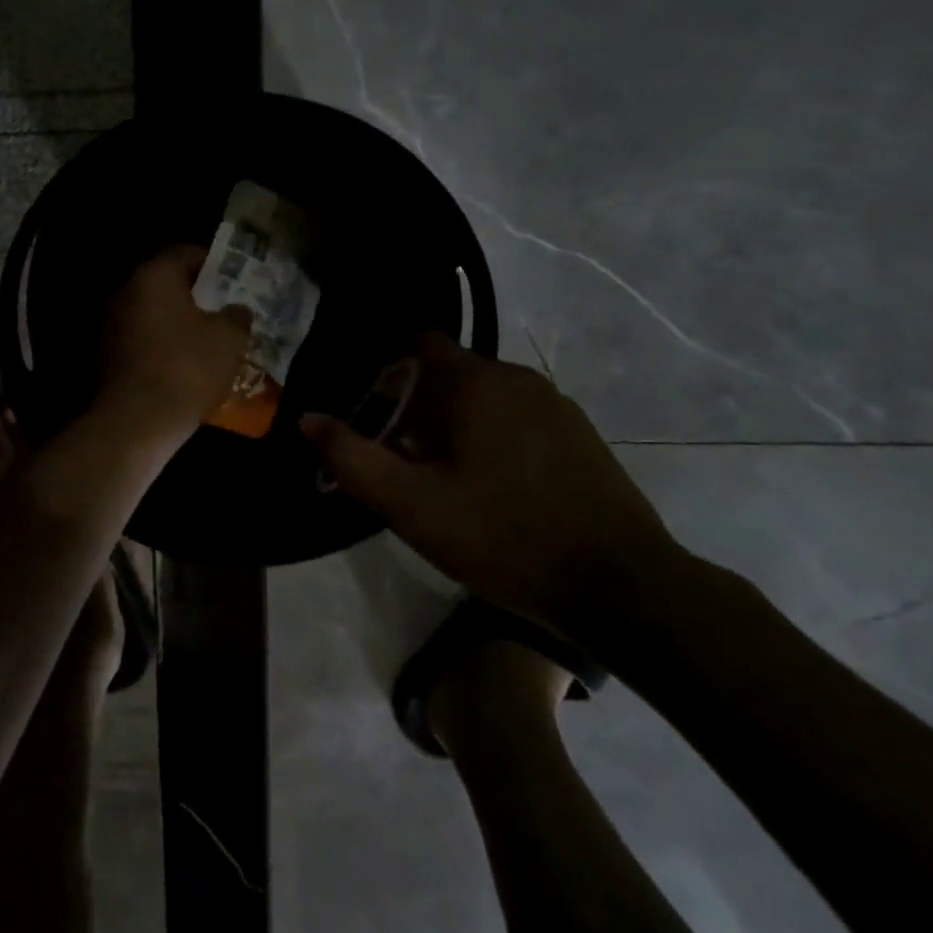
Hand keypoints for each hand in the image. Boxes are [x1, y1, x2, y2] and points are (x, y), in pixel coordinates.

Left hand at [97, 246, 251, 433]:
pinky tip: (184, 367)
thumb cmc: (187, 367)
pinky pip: (141, 341)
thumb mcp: (229, 338)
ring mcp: (109, 324)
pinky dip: (161, 347)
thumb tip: (238, 309)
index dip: (214, 264)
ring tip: (208, 342)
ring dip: (177, 324)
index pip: (185, 253)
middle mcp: (125, 291)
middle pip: (166, 284)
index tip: (235, 280)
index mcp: (153, 275)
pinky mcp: (104, 356)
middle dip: (196, 296)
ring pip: (152, 314)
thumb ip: (237, 316)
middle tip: (224, 311)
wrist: (137, 421)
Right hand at [301, 333, 682, 650]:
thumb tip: (308, 419)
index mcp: (475, 381)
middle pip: (449, 372)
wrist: (624, 589)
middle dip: (418, 403)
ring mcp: (554, 405)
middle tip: (398, 452)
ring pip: (485, 397)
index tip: (370, 405)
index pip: (419, 343)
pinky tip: (491, 487)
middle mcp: (516, 377)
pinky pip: (517, 418)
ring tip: (440, 474)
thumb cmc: (505, 537)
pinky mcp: (579, 435)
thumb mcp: (413, 506)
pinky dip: (493, 436)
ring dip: (456, 422)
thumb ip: (353, 458)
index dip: (388, 368)